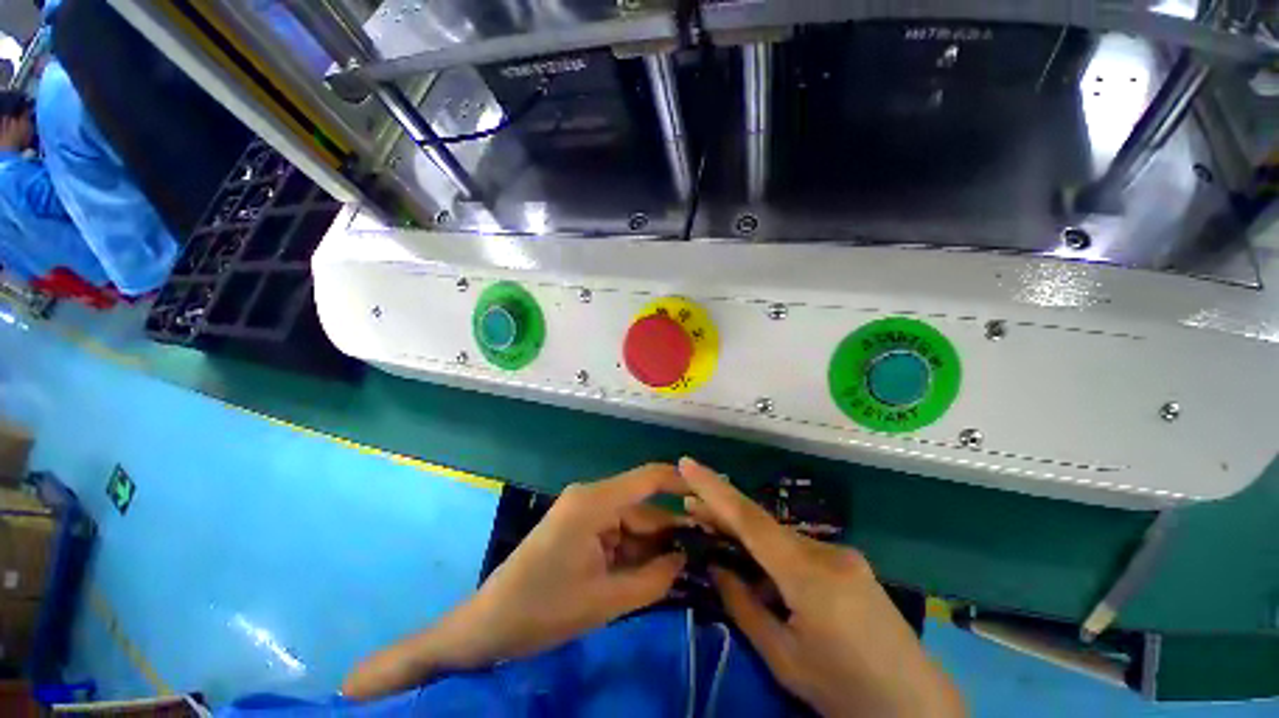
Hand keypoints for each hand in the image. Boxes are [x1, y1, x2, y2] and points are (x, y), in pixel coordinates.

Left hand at [343, 464, 687, 699]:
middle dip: (672, 530)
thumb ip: (653, 579)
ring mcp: (585, 512)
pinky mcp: (581, 527)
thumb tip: (686, 559)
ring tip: (687, 568)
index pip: (649, 478)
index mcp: (594, 502)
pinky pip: (618, 534)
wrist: (488, 626)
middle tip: (707, 551)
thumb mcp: (605, 600)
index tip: (713, 494)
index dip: (682, 482)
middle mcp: (592, 497)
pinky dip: (636, 552)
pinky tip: (655, 572)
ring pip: (633, 524)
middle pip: (644, 508)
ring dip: (655, 546)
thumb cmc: (543, 609)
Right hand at [679, 458, 965, 717]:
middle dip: (724, 512)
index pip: (749, 519)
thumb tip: (716, 565)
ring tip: (713, 532)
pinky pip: (798, 548)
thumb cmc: (844, 690)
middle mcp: (826, 551)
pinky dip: (770, 551)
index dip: (714, 488)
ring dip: (747, 534)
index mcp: (809, 575)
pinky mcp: (849, 562)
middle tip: (689, 505)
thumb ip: (744, 605)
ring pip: (779, 535)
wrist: (917, 707)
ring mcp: (842, 554)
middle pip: (762, 523)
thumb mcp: (784, 658)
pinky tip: (758, 568)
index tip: (687, 462)